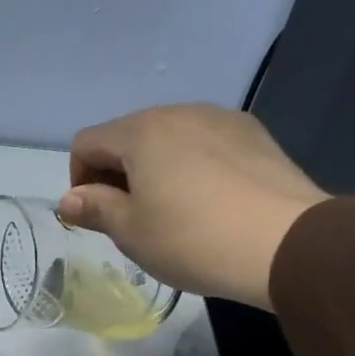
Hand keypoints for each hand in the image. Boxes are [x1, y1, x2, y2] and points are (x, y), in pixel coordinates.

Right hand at [58, 104, 329, 309]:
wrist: (284, 243)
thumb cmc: (191, 238)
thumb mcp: (130, 232)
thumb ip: (95, 208)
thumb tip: (70, 199)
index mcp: (141, 131)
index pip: (87, 143)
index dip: (79, 181)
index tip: (96, 218)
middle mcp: (179, 112)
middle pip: (128, 137)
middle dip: (117, 175)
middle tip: (130, 221)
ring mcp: (221, 119)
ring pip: (168, 140)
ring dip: (155, 171)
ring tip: (172, 213)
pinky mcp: (254, 135)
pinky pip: (204, 146)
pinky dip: (192, 168)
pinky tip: (209, 204)